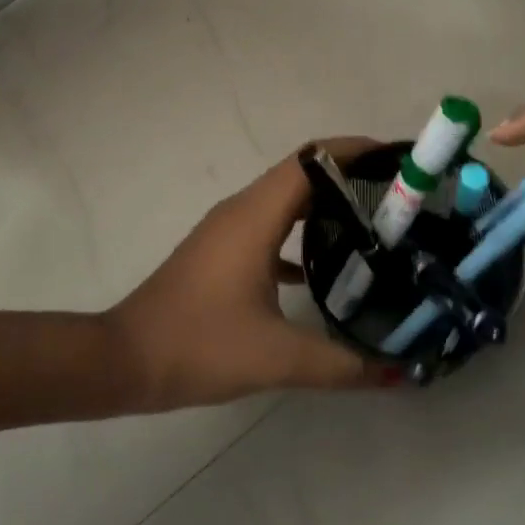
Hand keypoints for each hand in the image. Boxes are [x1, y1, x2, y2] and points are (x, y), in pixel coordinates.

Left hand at [104, 141, 392, 407]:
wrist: (125, 360)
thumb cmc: (199, 345)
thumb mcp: (277, 358)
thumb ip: (342, 364)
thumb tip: (397, 373)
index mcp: (256, 216)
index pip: (312, 160)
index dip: (355, 151)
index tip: (397, 159)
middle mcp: (242, 210)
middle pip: (304, 173)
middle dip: (351, 176)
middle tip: (399, 197)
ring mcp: (228, 230)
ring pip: (286, 199)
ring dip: (327, 203)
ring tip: (374, 224)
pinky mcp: (221, 251)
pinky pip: (270, 226)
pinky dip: (301, 232)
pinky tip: (327, 266)